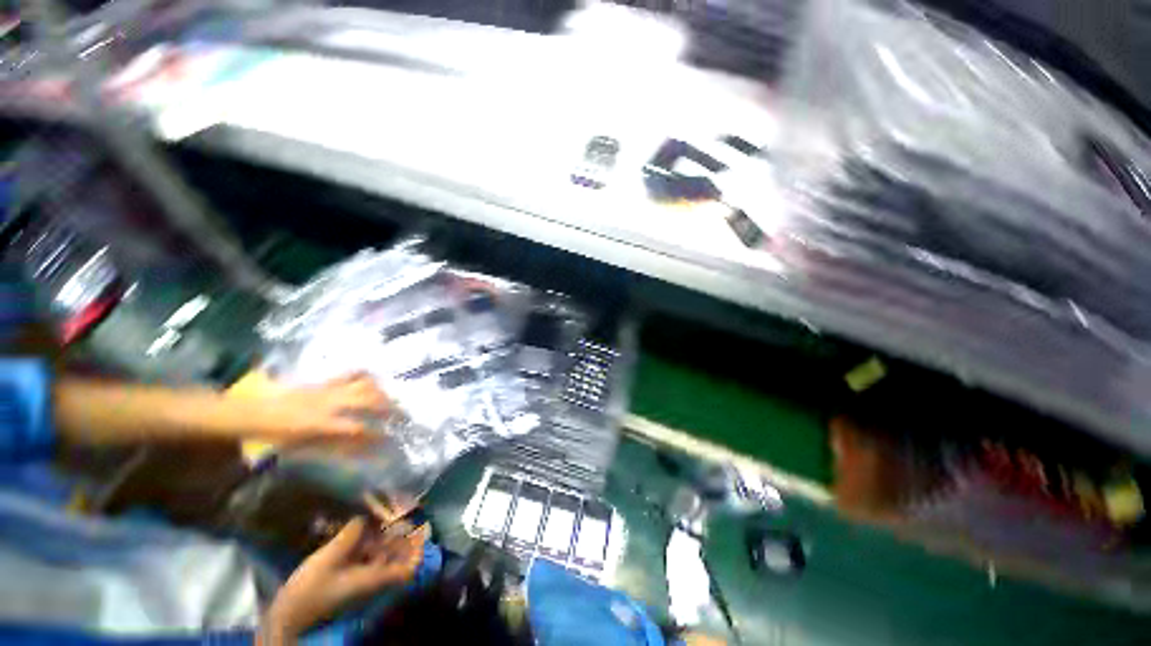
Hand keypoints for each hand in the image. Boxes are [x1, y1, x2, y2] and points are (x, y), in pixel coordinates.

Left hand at [251, 373, 391, 440]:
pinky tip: (374, 381)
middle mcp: (330, 403)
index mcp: (321, 423)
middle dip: (389, 407)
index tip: (390, 439)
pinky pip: (351, 374)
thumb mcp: (303, 447)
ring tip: (391, 400)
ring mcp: (329, 389)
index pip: (358, 427)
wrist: (253, 412)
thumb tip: (360, 449)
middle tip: (402, 415)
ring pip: (365, 384)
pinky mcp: (325, 381)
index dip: (377, 434)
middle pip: (369, 399)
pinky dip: (366, 377)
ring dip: (382, 392)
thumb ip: (334, 446)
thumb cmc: (276, 436)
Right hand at [261, 517, 426, 643]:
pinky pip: (365, 561)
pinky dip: (366, 545)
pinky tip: (358, 529)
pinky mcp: (345, 582)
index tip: (421, 527)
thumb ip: (352, 534)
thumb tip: (366, 515)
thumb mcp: (330, 558)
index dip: (418, 550)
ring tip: (380, 514)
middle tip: (399, 512)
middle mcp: (371, 581)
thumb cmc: (309, 591)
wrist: (286, 619)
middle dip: (400, 536)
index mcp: (374, 579)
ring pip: (381, 557)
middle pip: (396, 558)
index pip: (408, 569)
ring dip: (383, 538)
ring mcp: (358, 583)